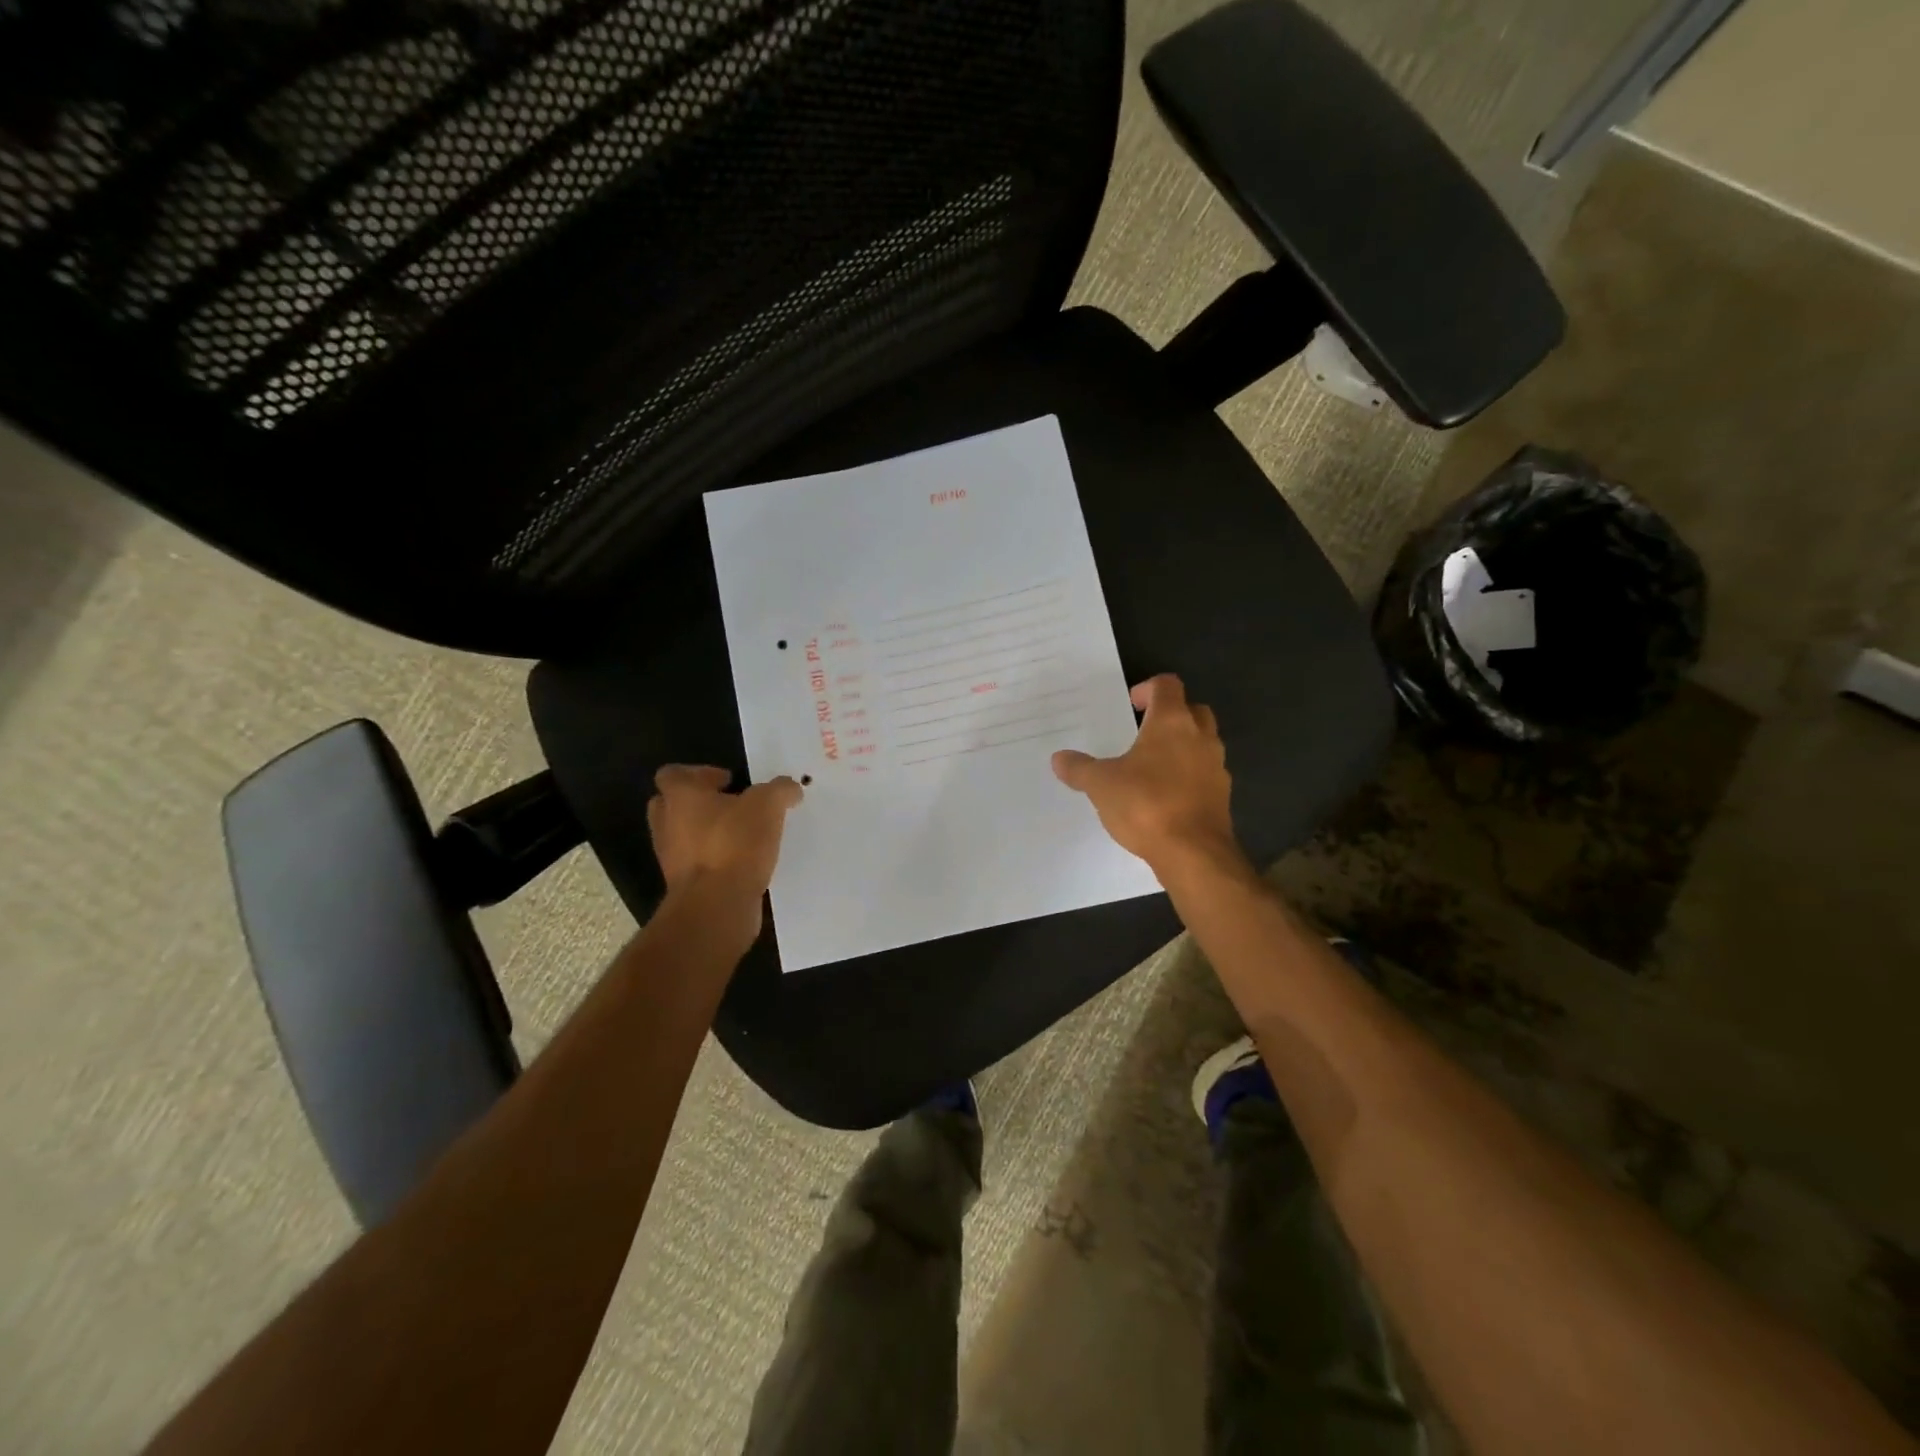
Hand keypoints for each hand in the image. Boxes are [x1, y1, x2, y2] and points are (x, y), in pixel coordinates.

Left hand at [647, 766, 802, 932]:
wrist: (716, 905)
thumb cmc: (734, 843)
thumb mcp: (768, 805)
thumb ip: (780, 790)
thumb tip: (790, 788)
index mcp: (680, 797)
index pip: (672, 774)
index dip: (699, 773)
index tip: (729, 781)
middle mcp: (667, 824)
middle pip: (671, 805)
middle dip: (699, 803)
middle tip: (730, 805)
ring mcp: (671, 858)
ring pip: (684, 836)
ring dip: (707, 833)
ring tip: (743, 835)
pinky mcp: (684, 886)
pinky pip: (697, 864)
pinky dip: (715, 860)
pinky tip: (744, 862)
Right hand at [1051, 675, 1244, 878]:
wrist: (1194, 853)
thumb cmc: (1146, 804)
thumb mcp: (1101, 785)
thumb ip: (1079, 768)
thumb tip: (1058, 758)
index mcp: (1172, 722)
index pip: (1167, 686)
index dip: (1148, 688)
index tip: (1131, 704)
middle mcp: (1200, 737)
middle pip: (1192, 709)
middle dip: (1170, 714)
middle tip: (1143, 730)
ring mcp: (1216, 767)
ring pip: (1202, 742)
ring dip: (1182, 745)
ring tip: (1151, 765)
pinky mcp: (1222, 796)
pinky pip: (1205, 773)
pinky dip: (1188, 775)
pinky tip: (1165, 796)